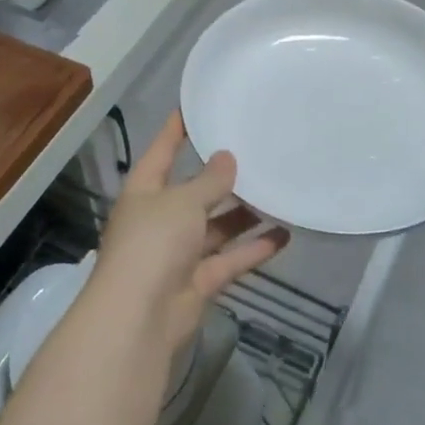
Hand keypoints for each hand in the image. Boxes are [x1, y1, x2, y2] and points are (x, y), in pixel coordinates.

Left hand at [91, 112, 288, 354]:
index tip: (196, 106)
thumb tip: (226, 157)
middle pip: (194, 191)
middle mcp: (160, 218)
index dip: (176, 129)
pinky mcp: (199, 281)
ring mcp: (179, 252)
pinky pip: (230, 258)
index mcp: (145, 191)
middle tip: (255, 151)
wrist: (138, 318)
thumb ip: (208, 181)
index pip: (162, 151)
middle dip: (220, 176)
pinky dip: (254, 248)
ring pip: (216, 227)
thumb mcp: (182, 202)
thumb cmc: (152, 243)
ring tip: (277, 190)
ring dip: (244, 213)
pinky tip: (286, 234)